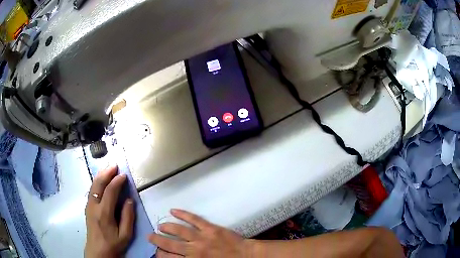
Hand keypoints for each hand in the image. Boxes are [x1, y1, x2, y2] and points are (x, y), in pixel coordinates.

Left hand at [84, 166, 134, 257]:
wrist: (97, 251)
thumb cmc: (113, 244)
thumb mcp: (125, 235)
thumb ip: (128, 217)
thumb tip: (129, 200)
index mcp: (104, 213)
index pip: (110, 191)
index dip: (117, 181)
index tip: (124, 175)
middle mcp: (94, 206)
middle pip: (98, 184)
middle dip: (106, 173)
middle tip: (114, 165)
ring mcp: (89, 206)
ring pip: (93, 186)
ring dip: (100, 176)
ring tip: (108, 169)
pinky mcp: (87, 207)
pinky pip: (92, 191)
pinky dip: (97, 182)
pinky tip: (101, 180)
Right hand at [148, 209, 253, 257]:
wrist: (246, 256)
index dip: (160, 254)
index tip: (156, 252)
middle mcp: (193, 250)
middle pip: (169, 244)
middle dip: (157, 240)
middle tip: (149, 237)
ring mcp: (201, 237)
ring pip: (179, 230)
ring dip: (167, 227)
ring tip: (159, 226)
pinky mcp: (210, 228)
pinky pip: (194, 219)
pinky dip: (183, 214)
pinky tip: (173, 210)